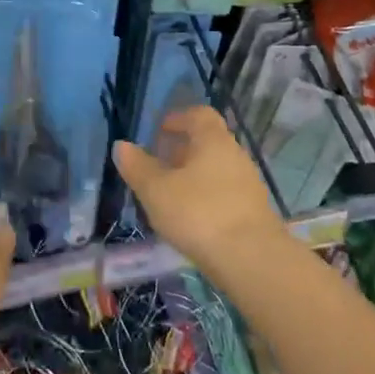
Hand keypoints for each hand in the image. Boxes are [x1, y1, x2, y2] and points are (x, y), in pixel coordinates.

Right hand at [112, 107, 286, 277]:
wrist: (251, 259)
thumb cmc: (199, 213)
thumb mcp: (157, 191)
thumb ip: (137, 167)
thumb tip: (121, 145)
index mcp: (213, 140)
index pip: (199, 114)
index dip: (178, 118)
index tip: (159, 131)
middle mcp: (235, 154)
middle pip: (208, 142)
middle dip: (182, 150)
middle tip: (159, 165)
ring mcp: (248, 183)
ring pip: (216, 168)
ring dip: (193, 175)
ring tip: (170, 195)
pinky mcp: (253, 210)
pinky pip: (225, 192)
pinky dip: (206, 196)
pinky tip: (192, 218)